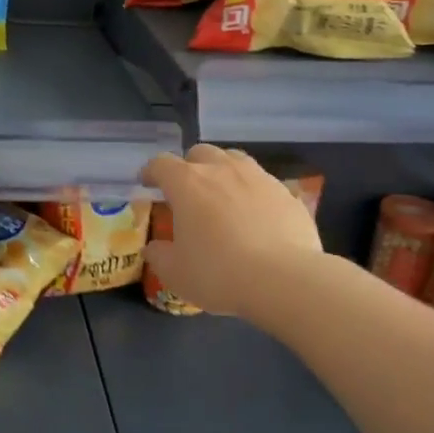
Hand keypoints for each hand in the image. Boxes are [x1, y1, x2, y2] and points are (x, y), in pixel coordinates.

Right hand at [140, 145, 323, 315]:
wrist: (284, 279)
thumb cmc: (218, 273)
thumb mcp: (176, 273)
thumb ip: (159, 256)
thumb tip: (153, 248)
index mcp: (187, 183)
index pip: (161, 164)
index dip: (151, 171)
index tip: (147, 183)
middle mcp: (221, 170)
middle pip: (200, 153)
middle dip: (189, 166)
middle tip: (187, 191)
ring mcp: (257, 177)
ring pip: (234, 159)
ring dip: (222, 171)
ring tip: (221, 195)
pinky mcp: (286, 192)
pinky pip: (262, 181)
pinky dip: (251, 191)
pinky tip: (254, 214)